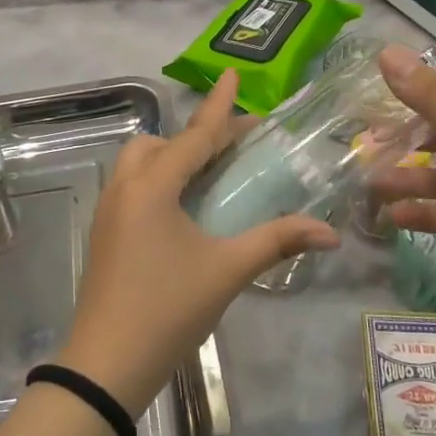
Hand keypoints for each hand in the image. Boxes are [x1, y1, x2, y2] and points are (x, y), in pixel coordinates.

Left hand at [58, 70, 340, 416]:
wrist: (106, 362)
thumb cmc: (168, 308)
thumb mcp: (227, 270)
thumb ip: (277, 241)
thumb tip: (330, 233)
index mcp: (152, 186)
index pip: (194, 135)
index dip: (219, 105)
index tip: (232, 72)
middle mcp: (125, 188)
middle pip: (161, 143)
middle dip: (197, 136)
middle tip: (235, 145)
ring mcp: (109, 210)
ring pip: (140, 163)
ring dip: (173, 157)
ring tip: (210, 174)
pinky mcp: (105, 232)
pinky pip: (132, 186)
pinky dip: (159, 179)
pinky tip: (183, 207)